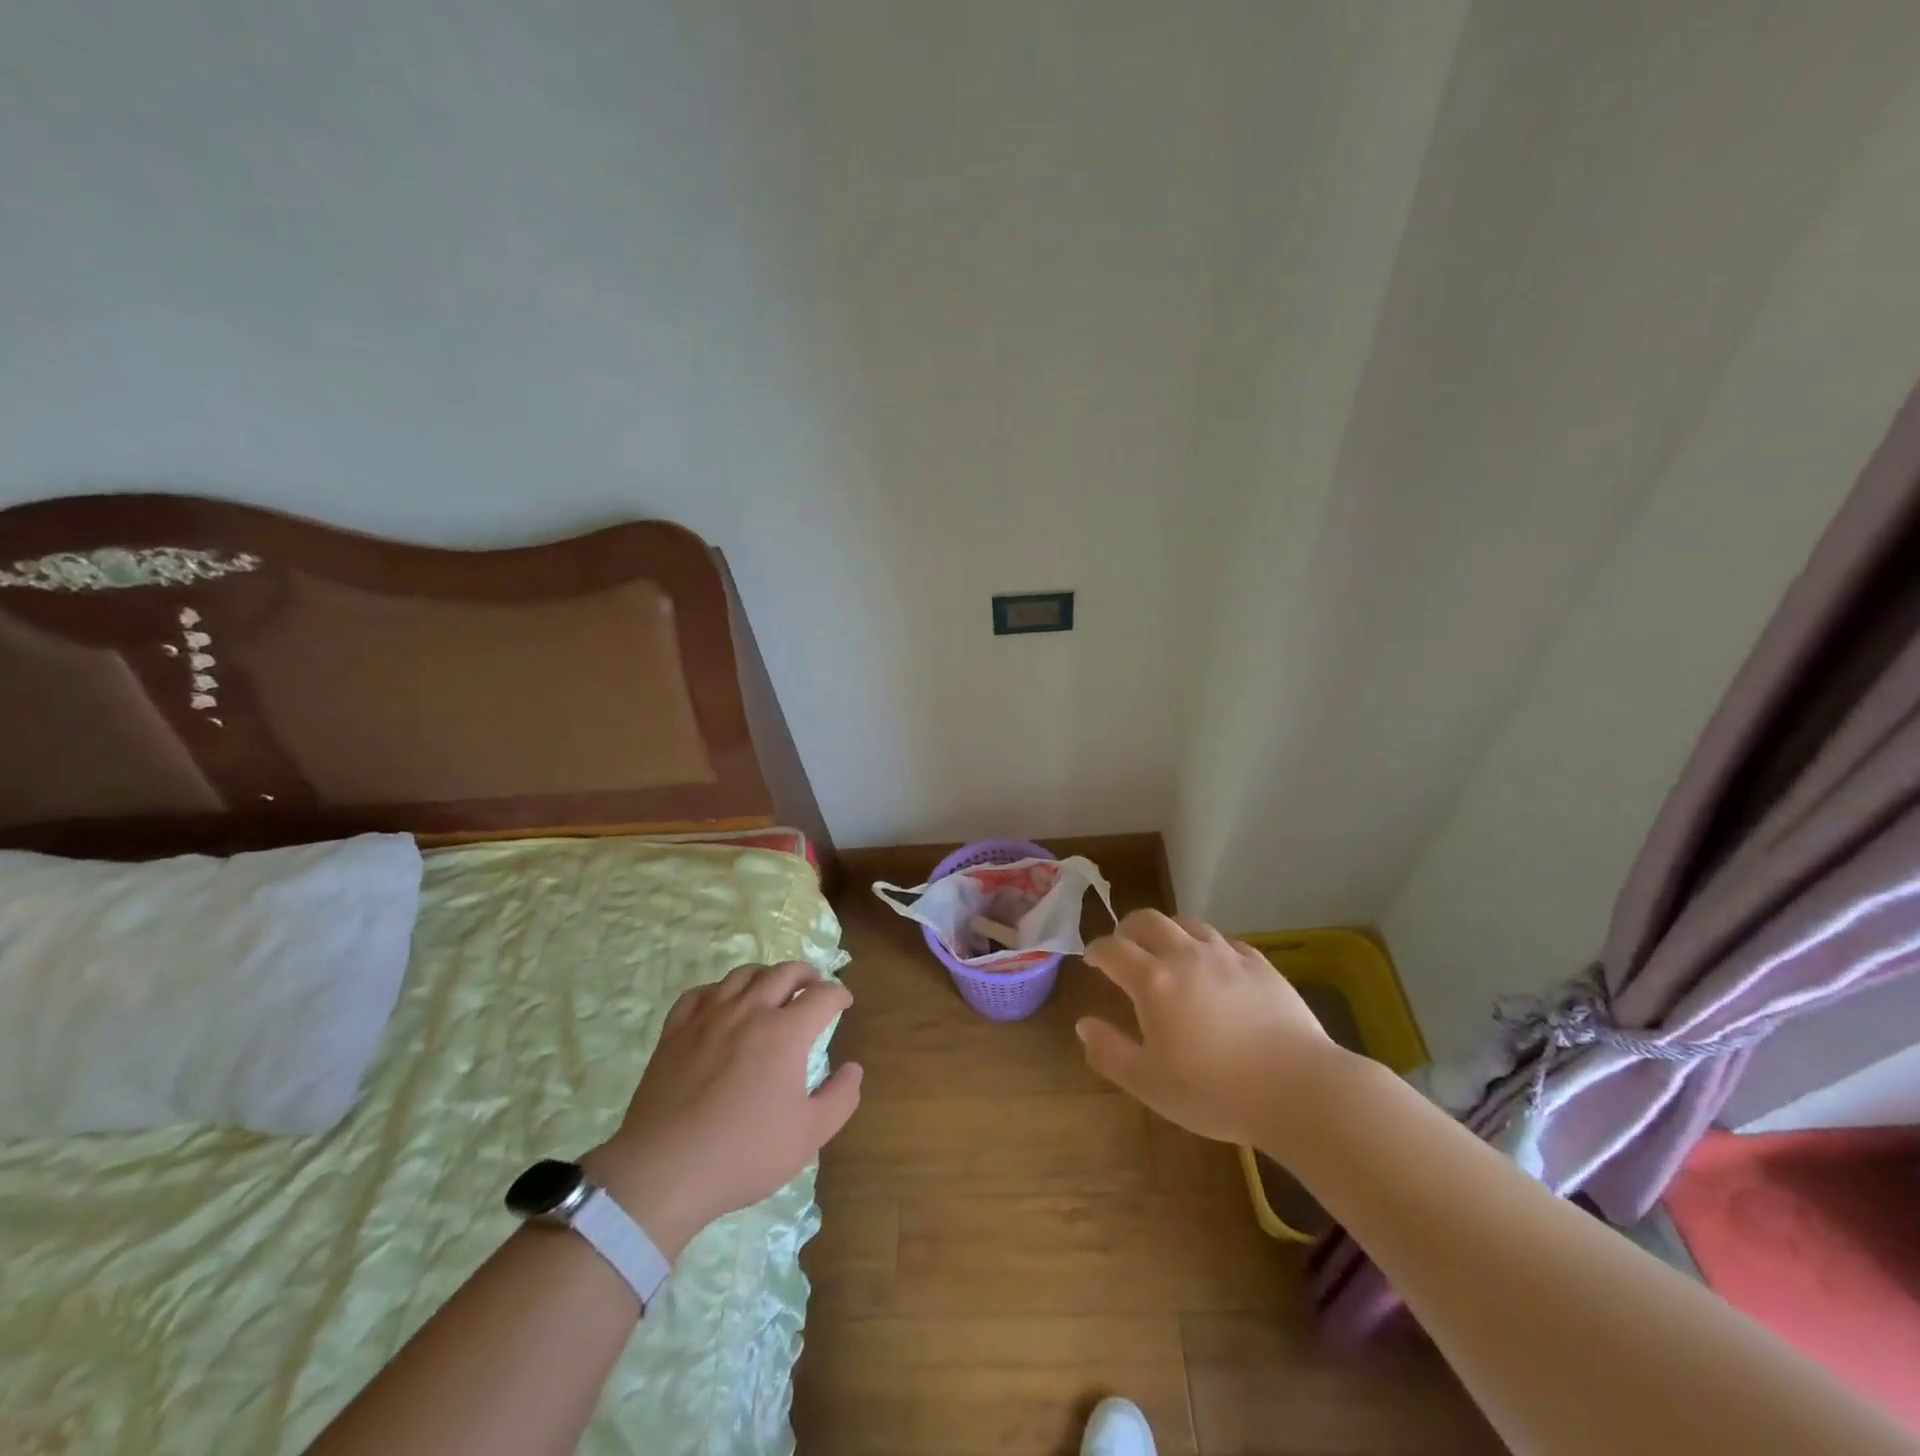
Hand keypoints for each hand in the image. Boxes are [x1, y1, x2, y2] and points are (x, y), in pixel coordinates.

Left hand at [584, 961, 860, 1260]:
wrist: (664, 1172)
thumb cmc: (744, 1154)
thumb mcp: (809, 1135)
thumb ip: (840, 1098)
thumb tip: (853, 1068)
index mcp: (785, 1032)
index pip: (822, 996)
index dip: (839, 995)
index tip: (844, 1003)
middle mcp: (749, 1011)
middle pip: (784, 972)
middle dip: (806, 974)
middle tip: (813, 987)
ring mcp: (708, 1017)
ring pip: (743, 975)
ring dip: (766, 975)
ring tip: (772, 989)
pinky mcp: (674, 1031)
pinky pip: (700, 993)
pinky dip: (720, 990)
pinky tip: (722, 1004)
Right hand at [1076, 911, 1356, 1151]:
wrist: (1299, 1088)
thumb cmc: (1216, 1091)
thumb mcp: (1150, 1084)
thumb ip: (1110, 1052)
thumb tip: (1083, 1025)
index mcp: (1153, 980)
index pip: (1112, 949)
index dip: (1096, 951)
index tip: (1092, 960)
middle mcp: (1186, 955)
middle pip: (1147, 920)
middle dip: (1127, 929)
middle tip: (1124, 946)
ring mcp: (1226, 955)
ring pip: (1187, 923)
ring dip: (1167, 931)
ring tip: (1166, 951)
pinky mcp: (1260, 963)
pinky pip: (1224, 940)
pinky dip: (1206, 945)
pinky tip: (1213, 965)